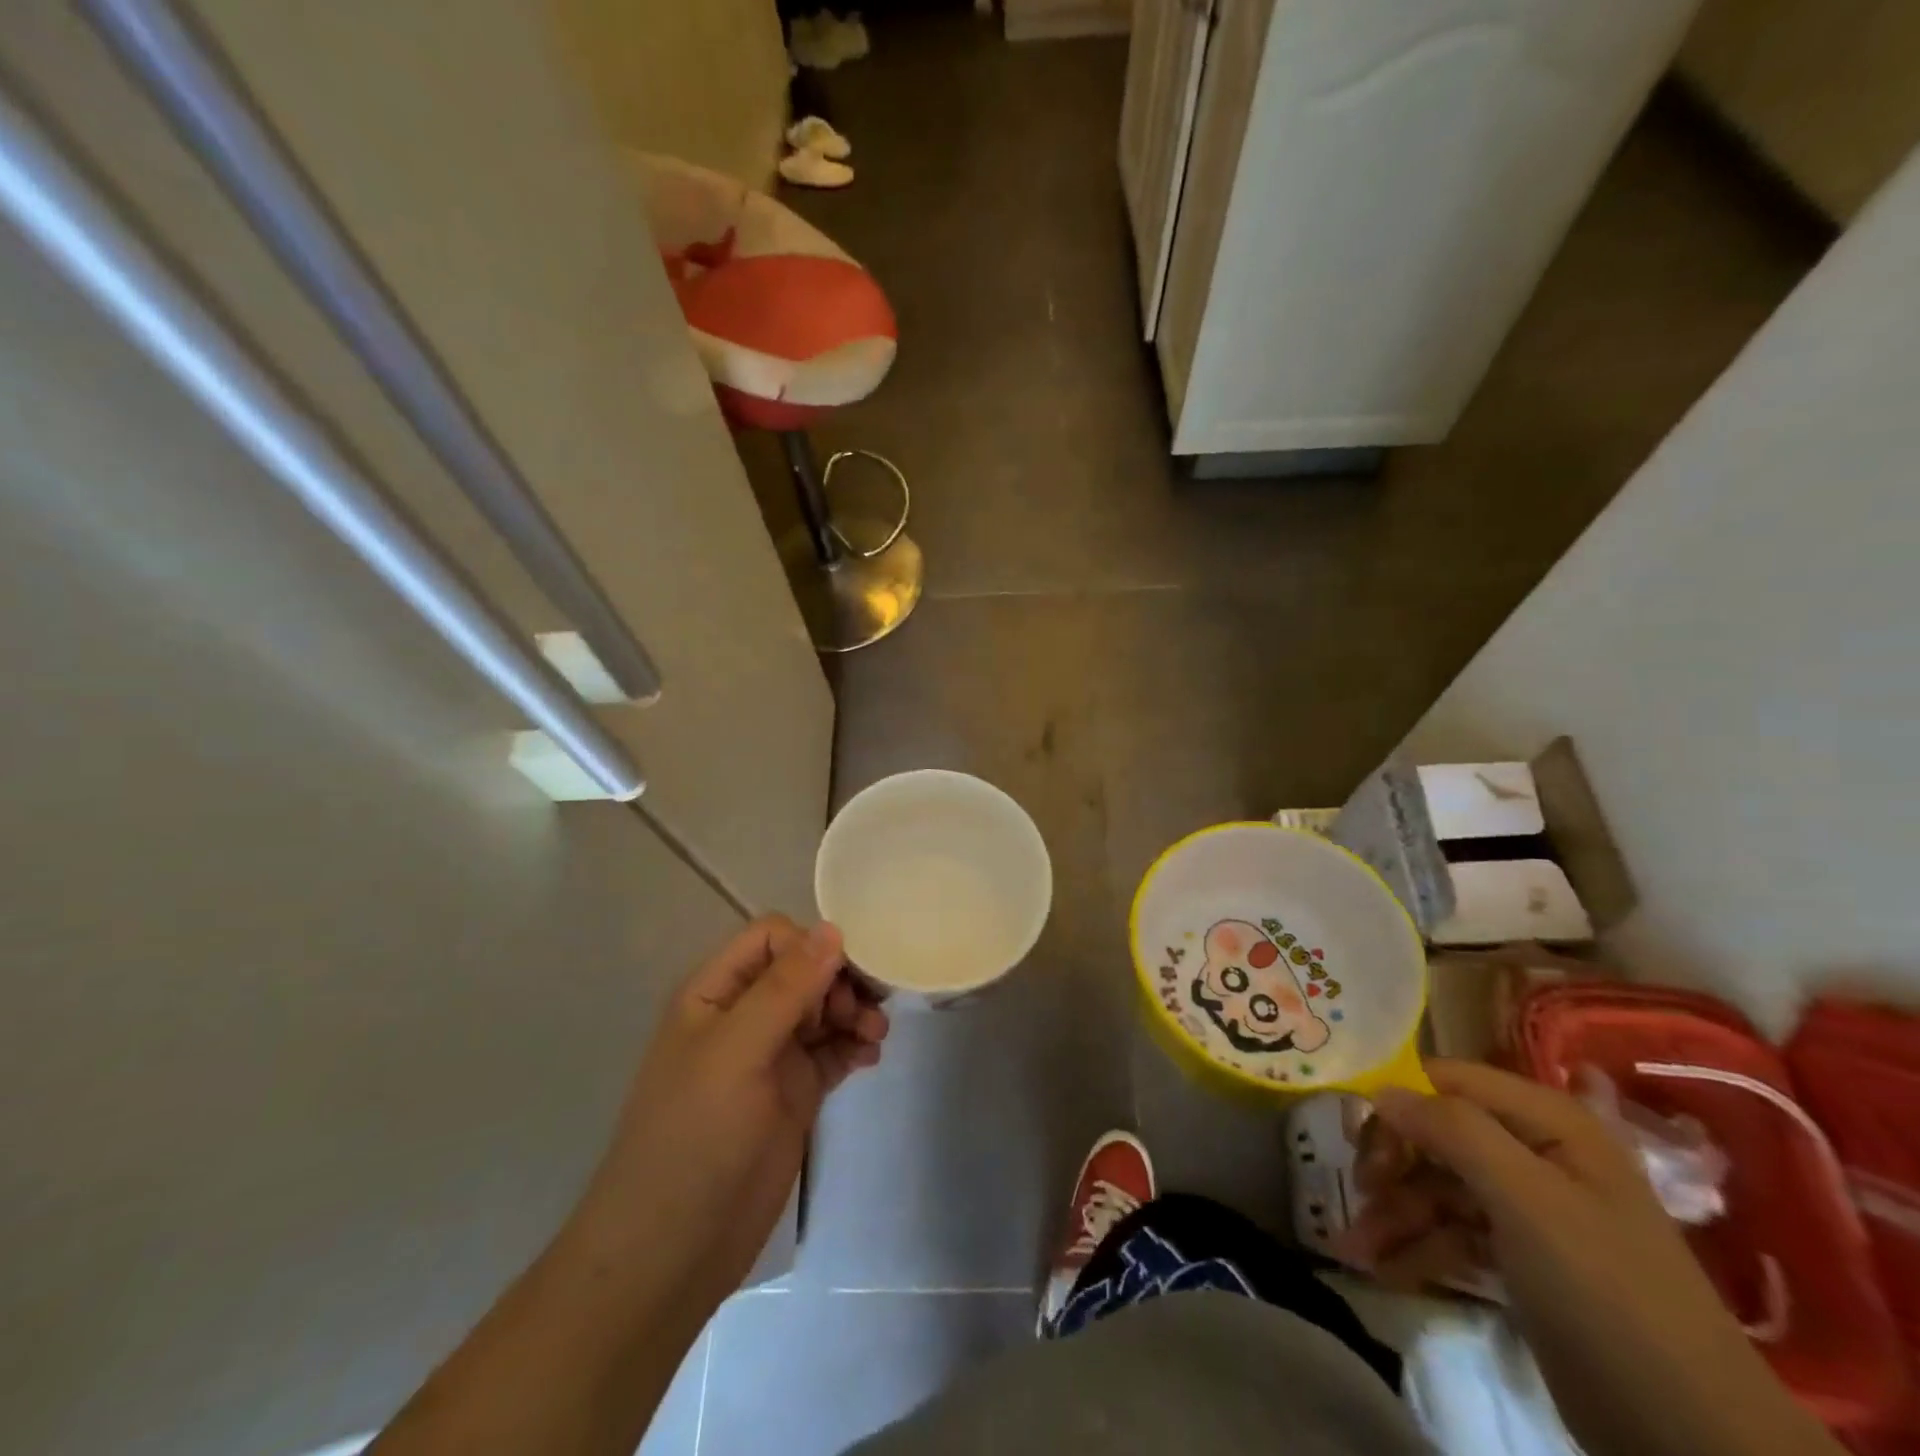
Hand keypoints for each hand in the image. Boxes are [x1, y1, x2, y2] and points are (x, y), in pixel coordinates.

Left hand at [575, 916, 887, 1300]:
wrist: (674, 1250)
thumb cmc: (694, 1137)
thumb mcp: (736, 1052)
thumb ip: (785, 988)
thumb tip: (833, 929)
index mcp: (717, 993)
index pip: (773, 939)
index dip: (810, 947)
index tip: (839, 978)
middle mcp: (746, 1015)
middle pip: (806, 970)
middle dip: (840, 981)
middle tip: (860, 1012)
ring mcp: (772, 1055)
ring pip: (824, 1008)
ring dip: (854, 1011)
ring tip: (875, 1035)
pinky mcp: (796, 1092)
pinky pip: (833, 1049)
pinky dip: (854, 1044)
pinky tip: (871, 1056)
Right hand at [1340, 1060, 1839, 1455]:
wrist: (1690, 1437)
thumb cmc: (1605, 1292)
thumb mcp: (1526, 1199)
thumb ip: (1452, 1130)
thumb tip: (1381, 1090)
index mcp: (1547, 1121)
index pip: (1447, 1081)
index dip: (1398, 1100)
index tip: (1356, 1135)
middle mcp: (1534, 1151)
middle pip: (1436, 1133)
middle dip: (1391, 1163)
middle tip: (1359, 1192)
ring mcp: (1527, 1207)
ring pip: (1436, 1186)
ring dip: (1393, 1212)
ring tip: (1354, 1246)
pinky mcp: (1519, 1257)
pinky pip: (1451, 1232)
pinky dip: (1414, 1247)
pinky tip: (1382, 1268)